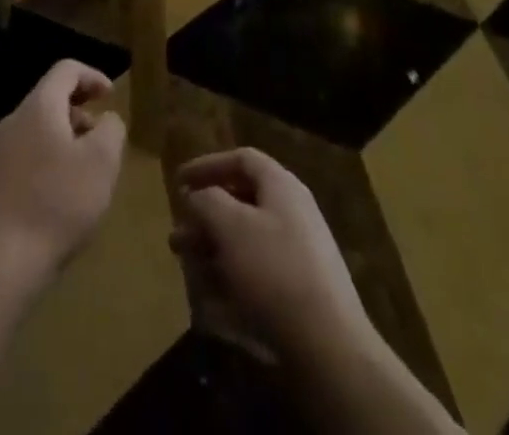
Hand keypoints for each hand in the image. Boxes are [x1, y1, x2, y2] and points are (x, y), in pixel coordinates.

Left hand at [0, 60, 125, 285]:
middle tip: (103, 140)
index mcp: (39, 106)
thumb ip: (111, 129)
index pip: (66, 69)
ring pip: (39, 129)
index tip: (111, 96)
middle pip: (51, 98)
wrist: (2, 261)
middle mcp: (15, 120)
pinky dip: (51, 161)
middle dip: (81, 112)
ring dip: (66, 139)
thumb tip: (107, 120)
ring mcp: (0, 151)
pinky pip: (29, 155)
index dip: (92, 76)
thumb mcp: (102, 161)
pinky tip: (62, 197)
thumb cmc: (58, 202)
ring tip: (87, 172)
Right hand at [172, 147, 370, 362]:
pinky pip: (258, 272)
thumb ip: (207, 201)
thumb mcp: (230, 226)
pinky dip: (232, 279)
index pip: (241, 159)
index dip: (207, 165)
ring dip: (214, 250)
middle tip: (178, 237)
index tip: (178, 181)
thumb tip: (196, 195)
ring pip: (246, 240)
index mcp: (281, 186)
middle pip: (241, 202)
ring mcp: (300, 253)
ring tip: (188, 268)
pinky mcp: (300, 291)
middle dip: (205, 217)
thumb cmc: (274, 272)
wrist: (330, 349)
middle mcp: (293, 212)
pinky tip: (212, 302)